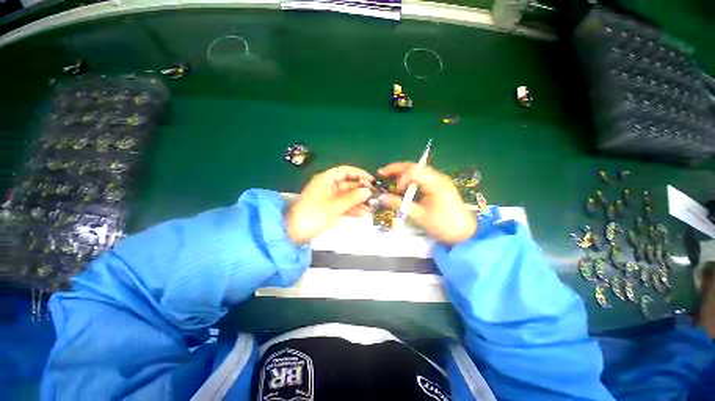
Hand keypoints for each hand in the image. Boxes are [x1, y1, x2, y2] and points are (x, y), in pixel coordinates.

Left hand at [286, 166, 373, 243]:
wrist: (296, 234)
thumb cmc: (315, 216)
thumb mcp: (335, 206)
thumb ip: (353, 198)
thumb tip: (368, 191)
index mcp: (326, 179)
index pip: (346, 171)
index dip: (360, 174)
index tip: (372, 181)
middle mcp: (328, 186)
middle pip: (349, 184)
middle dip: (362, 191)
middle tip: (376, 197)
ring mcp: (330, 198)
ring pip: (348, 196)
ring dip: (359, 201)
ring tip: (373, 207)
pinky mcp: (330, 208)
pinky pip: (344, 205)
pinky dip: (353, 209)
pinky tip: (364, 214)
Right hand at [378, 162, 476, 243]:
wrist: (465, 233)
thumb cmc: (444, 225)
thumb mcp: (420, 216)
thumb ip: (400, 205)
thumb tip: (382, 198)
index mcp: (435, 183)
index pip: (413, 171)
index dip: (400, 179)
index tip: (396, 192)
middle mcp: (438, 177)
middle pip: (414, 166)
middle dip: (397, 168)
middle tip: (382, 172)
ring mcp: (440, 180)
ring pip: (418, 170)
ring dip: (403, 173)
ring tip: (390, 177)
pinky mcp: (439, 185)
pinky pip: (422, 177)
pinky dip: (410, 179)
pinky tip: (404, 185)